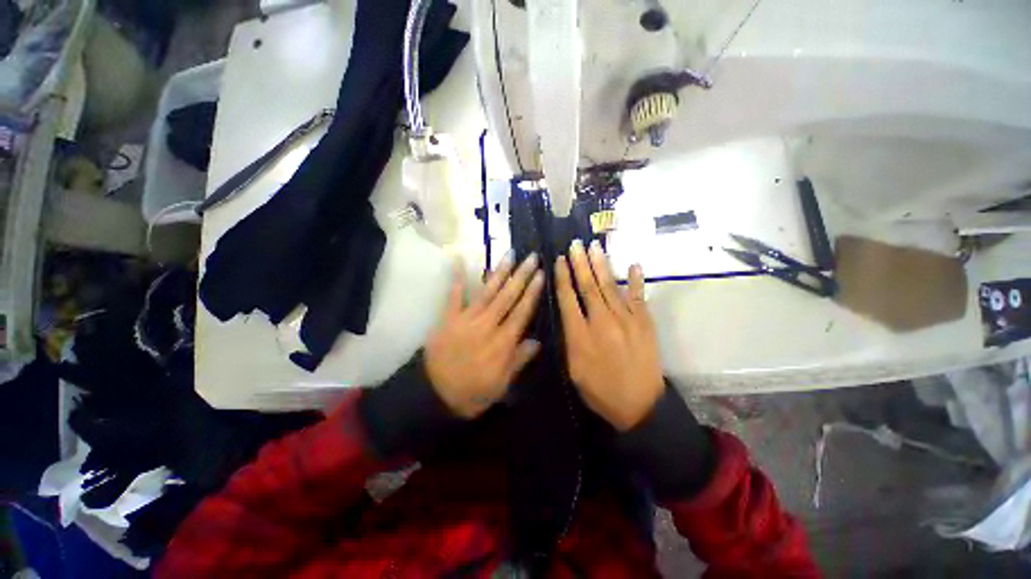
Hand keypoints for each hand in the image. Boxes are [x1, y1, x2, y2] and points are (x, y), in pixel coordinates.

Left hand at [425, 253, 544, 417]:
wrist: (434, 395)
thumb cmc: (472, 393)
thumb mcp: (501, 385)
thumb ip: (519, 361)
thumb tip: (537, 341)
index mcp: (502, 343)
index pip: (522, 313)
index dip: (532, 293)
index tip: (541, 275)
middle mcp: (487, 326)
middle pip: (507, 297)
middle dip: (521, 276)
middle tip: (532, 257)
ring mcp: (466, 319)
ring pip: (487, 292)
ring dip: (499, 272)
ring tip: (510, 254)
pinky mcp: (448, 318)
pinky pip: (454, 295)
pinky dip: (456, 277)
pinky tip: (458, 259)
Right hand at [555, 240, 663, 430]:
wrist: (640, 406)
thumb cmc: (601, 390)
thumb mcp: (573, 370)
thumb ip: (569, 341)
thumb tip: (567, 315)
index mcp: (581, 336)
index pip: (568, 300)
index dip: (563, 278)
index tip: (560, 260)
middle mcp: (602, 323)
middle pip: (589, 287)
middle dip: (580, 264)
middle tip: (575, 244)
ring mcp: (627, 320)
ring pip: (610, 287)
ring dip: (601, 265)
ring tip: (594, 246)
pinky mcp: (645, 323)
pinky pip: (639, 297)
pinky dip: (636, 280)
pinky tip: (633, 265)